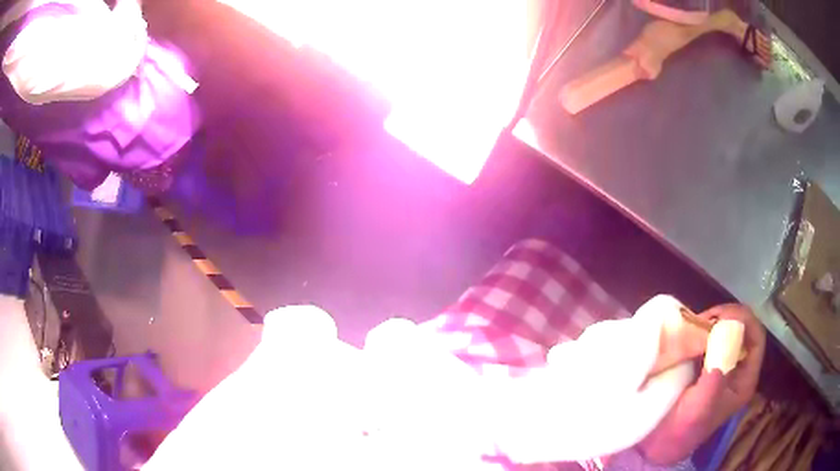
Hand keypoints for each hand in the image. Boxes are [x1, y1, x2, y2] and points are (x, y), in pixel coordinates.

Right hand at [637, 304, 765, 464]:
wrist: (657, 445)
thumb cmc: (681, 431)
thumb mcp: (699, 409)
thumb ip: (715, 378)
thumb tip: (724, 337)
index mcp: (744, 379)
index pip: (756, 338)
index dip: (743, 321)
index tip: (720, 317)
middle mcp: (737, 368)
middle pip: (742, 329)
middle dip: (725, 318)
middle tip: (702, 320)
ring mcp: (721, 364)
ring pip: (725, 330)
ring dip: (711, 323)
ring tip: (693, 326)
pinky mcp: (705, 362)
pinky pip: (709, 337)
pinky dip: (700, 330)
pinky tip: (688, 333)